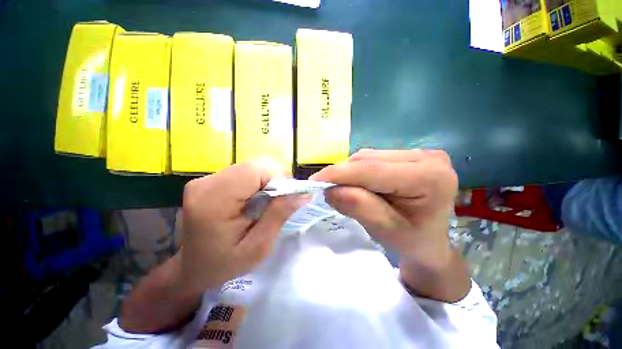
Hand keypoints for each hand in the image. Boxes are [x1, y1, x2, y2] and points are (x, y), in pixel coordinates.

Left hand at [181, 160, 309, 293]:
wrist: (192, 268)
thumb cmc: (224, 265)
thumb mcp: (258, 247)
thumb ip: (279, 215)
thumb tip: (303, 193)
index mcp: (214, 200)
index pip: (256, 169)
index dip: (278, 178)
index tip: (287, 198)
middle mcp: (206, 182)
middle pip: (254, 165)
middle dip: (274, 179)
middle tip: (278, 203)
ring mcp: (206, 179)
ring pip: (251, 167)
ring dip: (266, 181)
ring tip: (266, 204)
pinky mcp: (210, 180)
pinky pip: (244, 172)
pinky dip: (257, 183)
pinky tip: (255, 200)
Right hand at [310, 149, 457, 268]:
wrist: (430, 241)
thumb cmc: (412, 241)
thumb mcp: (385, 230)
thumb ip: (359, 207)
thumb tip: (330, 190)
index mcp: (428, 178)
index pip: (373, 170)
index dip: (340, 174)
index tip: (314, 181)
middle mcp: (427, 157)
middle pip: (370, 160)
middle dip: (343, 174)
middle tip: (325, 188)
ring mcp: (419, 153)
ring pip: (369, 157)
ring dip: (350, 172)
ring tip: (342, 188)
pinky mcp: (409, 155)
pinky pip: (373, 158)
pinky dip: (358, 170)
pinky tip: (356, 182)